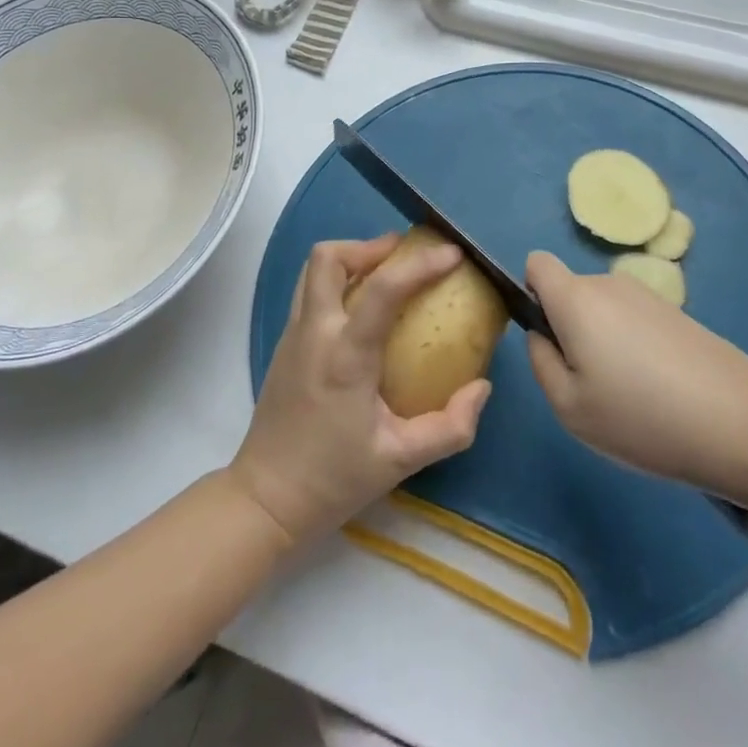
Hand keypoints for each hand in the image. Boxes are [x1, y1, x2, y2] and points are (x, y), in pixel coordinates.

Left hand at [230, 233, 491, 546]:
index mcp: (346, 356)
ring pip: (313, 269)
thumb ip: (450, 427)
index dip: (420, 265)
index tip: (452, 254)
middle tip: (403, 254)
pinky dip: (337, 282)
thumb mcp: (401, 461)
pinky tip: (361, 309)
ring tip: (384, 272)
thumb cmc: (334, 479)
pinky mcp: (284, 344)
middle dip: (368, 245)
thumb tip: (482, 388)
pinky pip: (309, 291)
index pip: (383, 290)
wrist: (265, 500)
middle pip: (329, 257)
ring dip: (350, 259)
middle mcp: (314, 332)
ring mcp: (293, 334)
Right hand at [524, 250, 747, 506]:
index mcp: (576, 298)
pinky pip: (635, 323)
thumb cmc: (642, 417)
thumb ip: (540, 362)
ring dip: (604, 343)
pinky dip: (636, 350)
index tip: (549, 339)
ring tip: (632, 398)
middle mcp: (609, 284)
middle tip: (591, 387)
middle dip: (570, 330)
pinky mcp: (678, 314)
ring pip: (604, 312)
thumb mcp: (569, 407)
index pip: (537, 264)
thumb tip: (543, 335)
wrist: (743, 424)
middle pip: (571, 293)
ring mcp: (648, 297)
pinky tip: (662, 395)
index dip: (532, 294)